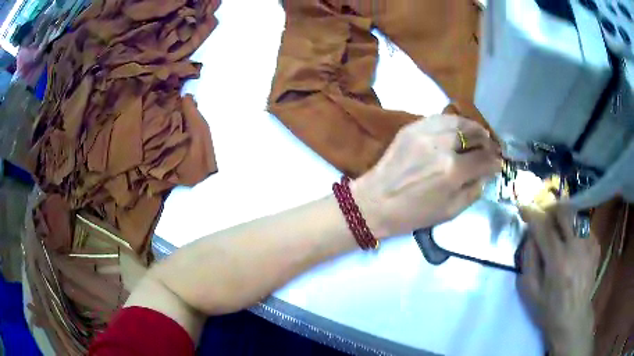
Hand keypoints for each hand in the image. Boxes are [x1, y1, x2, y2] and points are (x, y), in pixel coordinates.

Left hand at [351, 115, 501, 238]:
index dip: (494, 161)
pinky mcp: (411, 127)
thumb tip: (486, 173)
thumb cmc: (414, 214)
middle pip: (473, 133)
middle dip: (485, 140)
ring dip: (471, 127)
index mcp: (453, 170)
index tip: (498, 163)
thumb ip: (473, 190)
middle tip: (489, 147)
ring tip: (477, 135)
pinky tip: (456, 130)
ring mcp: (424, 132)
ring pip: (457, 121)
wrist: (375, 202)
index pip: (483, 159)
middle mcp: (441, 146)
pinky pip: (438, 118)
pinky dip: (452, 122)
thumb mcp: (450, 211)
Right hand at [518, 206, 599, 355]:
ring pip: (576, 215)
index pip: (544, 227)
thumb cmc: (549, 309)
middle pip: (565, 211)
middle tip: (544, 217)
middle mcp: (576, 247)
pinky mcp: (596, 246)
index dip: (532, 214)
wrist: (573, 318)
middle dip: (552, 209)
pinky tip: (572, 243)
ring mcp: (589, 245)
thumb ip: (528, 260)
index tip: (523, 208)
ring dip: (564, 218)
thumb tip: (530, 236)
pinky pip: (584, 226)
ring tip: (559, 230)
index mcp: (558, 261)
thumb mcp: (530, 292)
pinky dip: (575, 229)